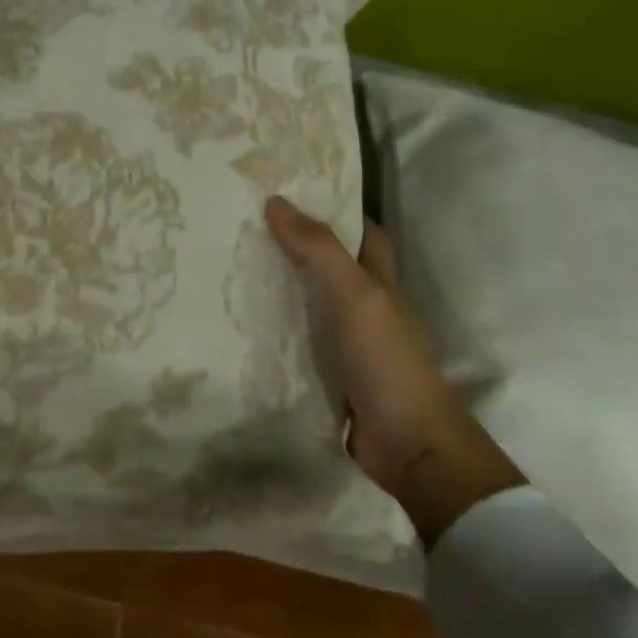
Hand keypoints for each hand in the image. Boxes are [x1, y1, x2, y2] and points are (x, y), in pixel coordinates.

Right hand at [265, 196, 523, 546]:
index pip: (361, 231)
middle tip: (243, 226)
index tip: (288, 191)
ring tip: (229, 267)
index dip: (333, 208)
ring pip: (309, 303)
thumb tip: (275, 201)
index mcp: (379, 280)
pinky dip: (273, 331)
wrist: (408, 445)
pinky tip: (238, 325)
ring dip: (278, 287)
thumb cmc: (387, 359)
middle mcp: (364, 306)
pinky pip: (297, 342)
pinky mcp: (329, 374)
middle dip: (294, 245)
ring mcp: (347, 342)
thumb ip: (319, 249)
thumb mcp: (355, 294)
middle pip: (329, 265)